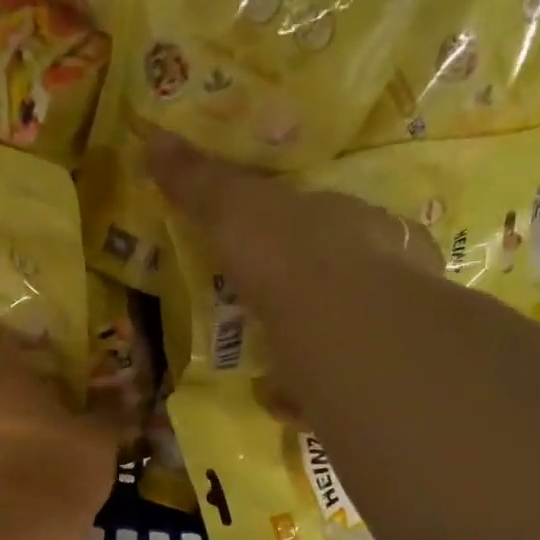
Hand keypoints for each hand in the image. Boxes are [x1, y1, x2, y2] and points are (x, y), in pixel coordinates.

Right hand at [146, 131, 451, 413]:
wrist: (343, 328)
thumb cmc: (294, 257)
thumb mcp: (238, 211)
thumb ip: (202, 182)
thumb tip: (153, 138)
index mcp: (356, 224)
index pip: (335, 221)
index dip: (307, 233)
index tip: (282, 249)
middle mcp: (384, 272)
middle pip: (346, 280)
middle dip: (313, 294)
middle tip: (275, 314)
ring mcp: (385, 331)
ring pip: (348, 336)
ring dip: (313, 347)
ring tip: (277, 365)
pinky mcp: (375, 381)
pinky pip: (338, 386)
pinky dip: (311, 394)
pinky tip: (287, 402)